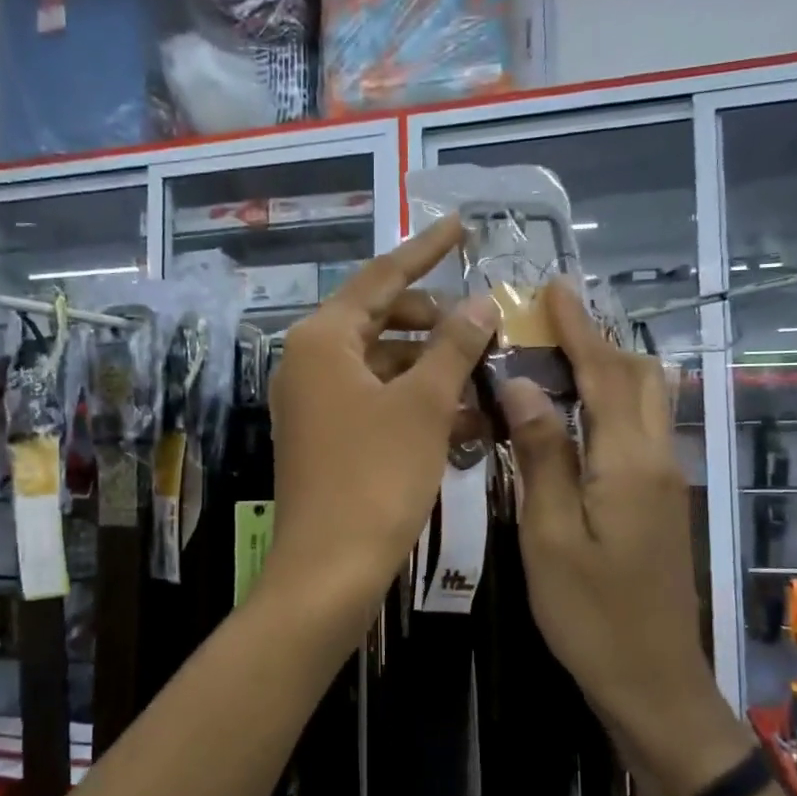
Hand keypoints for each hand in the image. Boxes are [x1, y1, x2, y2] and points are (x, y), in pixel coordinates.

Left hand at [266, 215, 497, 613]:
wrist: (329, 570)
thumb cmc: (376, 478)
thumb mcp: (424, 406)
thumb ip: (454, 347)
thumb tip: (480, 303)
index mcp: (322, 339)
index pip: (381, 277)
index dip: (425, 250)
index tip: (461, 225)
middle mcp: (309, 362)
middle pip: (381, 320)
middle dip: (436, 321)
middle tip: (484, 323)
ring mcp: (316, 402)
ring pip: (384, 365)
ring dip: (434, 368)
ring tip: (487, 374)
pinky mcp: (327, 437)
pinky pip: (377, 402)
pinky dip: (417, 403)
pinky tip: (467, 419)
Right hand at [498, 283, 723, 759]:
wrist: (652, 681)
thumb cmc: (590, 614)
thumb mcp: (550, 535)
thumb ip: (542, 455)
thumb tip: (523, 384)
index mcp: (629, 462)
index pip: (606, 374)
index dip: (579, 327)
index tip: (554, 286)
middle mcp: (657, 459)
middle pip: (639, 378)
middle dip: (600, 339)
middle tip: (552, 318)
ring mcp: (664, 481)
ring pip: (646, 402)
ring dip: (609, 367)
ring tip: (561, 352)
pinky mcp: (659, 502)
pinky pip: (639, 429)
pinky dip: (612, 401)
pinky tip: (577, 412)